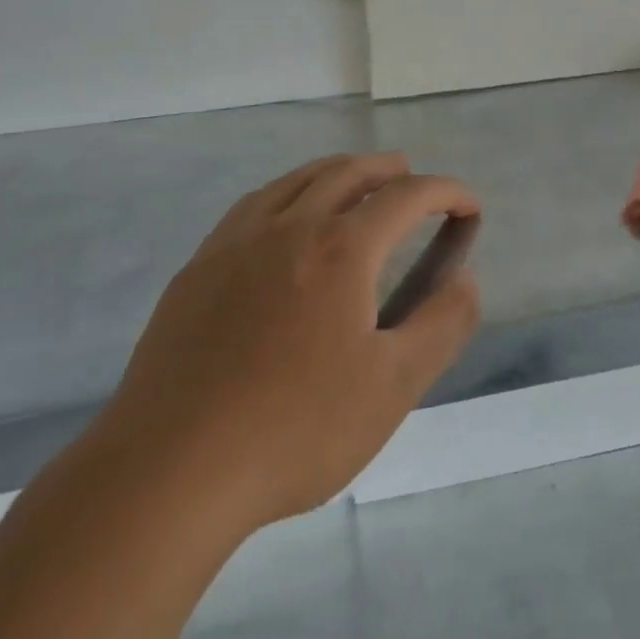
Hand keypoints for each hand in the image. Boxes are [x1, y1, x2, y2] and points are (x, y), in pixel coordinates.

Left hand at [97, 154, 480, 531]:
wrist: (170, 469)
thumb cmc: (295, 430)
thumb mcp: (392, 387)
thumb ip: (441, 325)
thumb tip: (467, 279)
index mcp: (342, 248)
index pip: (407, 197)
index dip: (446, 193)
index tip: (469, 206)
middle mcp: (290, 226)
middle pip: (348, 172)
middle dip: (389, 169)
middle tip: (412, 177)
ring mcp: (236, 241)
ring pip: (296, 180)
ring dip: (337, 172)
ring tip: (355, 184)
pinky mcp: (199, 267)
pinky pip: (254, 205)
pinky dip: (287, 193)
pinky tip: (284, 220)